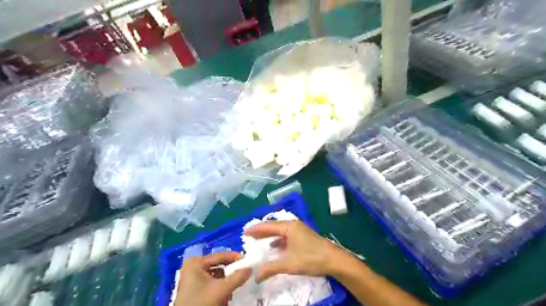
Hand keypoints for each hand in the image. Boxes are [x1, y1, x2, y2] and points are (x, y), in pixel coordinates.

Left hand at [175, 253, 251, 305]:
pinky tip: (224, 295)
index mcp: (196, 262)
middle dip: (230, 271)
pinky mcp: (192, 288)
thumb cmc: (201, 303)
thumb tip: (250, 268)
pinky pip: (210, 282)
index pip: (220, 256)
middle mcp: (192, 266)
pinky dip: (218, 287)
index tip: (247, 260)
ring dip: (225, 281)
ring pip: (215, 274)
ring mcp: (191, 277)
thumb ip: (237, 277)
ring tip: (233, 287)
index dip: (234, 258)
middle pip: (218, 265)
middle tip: (242, 273)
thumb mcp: (222, 289)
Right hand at [244, 220, 341, 281]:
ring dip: (270, 235)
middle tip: (249, 236)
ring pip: (280, 230)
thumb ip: (271, 269)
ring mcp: (299, 229)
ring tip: (259, 240)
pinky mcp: (303, 236)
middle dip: (261, 231)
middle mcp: (294, 225)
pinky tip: (274, 246)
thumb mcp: (289, 264)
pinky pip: (287, 235)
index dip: (255, 229)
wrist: (334, 260)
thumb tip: (256, 276)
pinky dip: (278, 239)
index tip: (244, 233)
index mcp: (289, 226)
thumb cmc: (311, 258)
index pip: (268, 226)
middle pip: (274, 226)